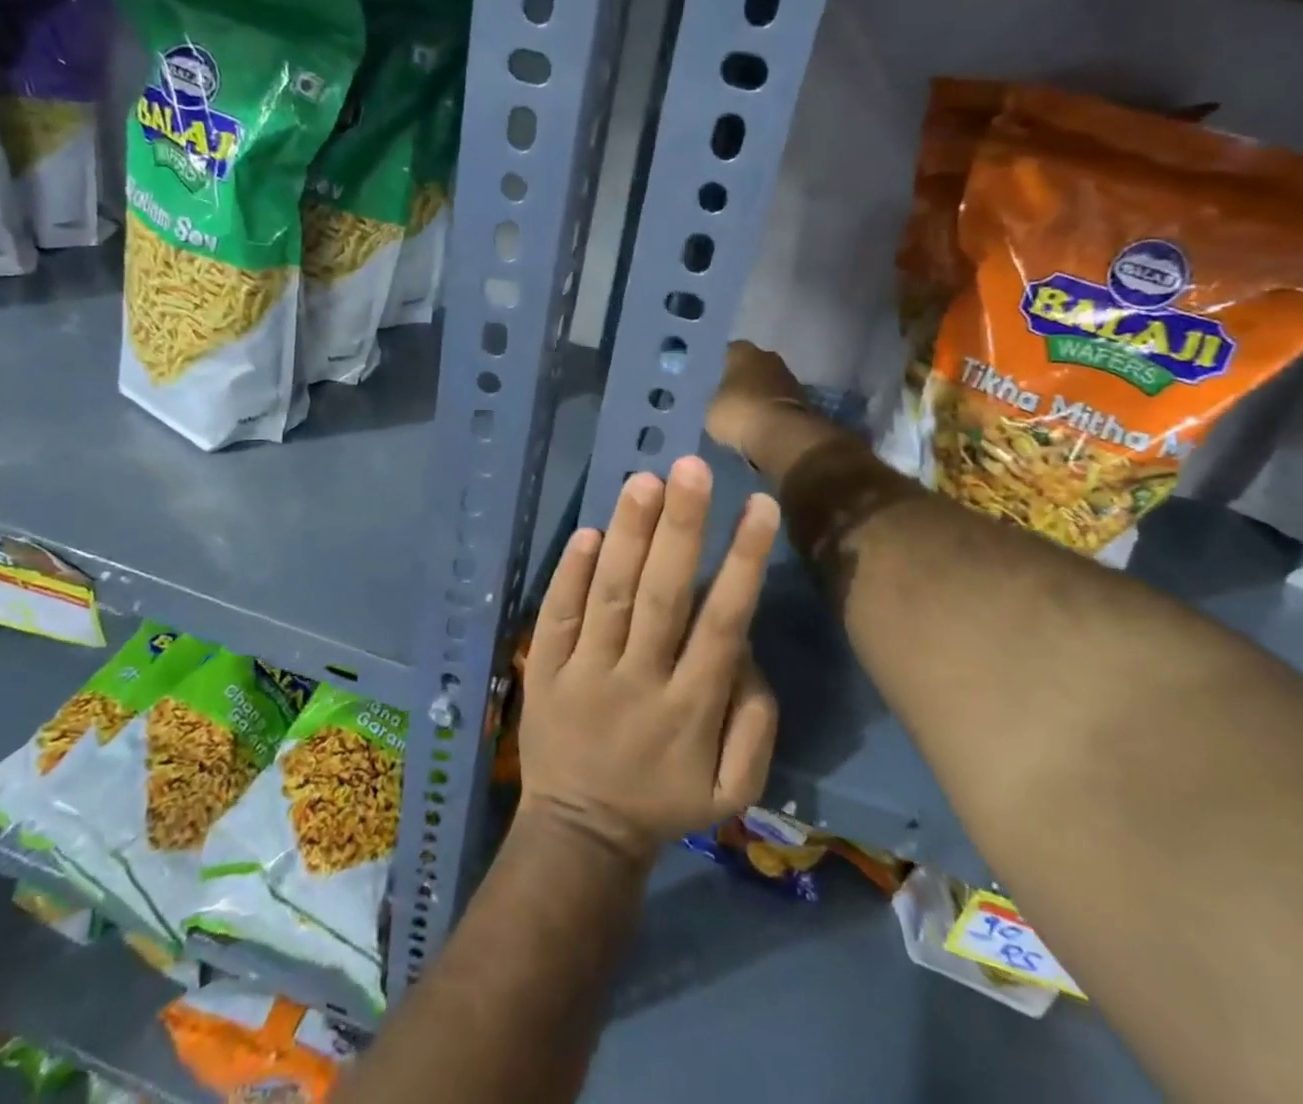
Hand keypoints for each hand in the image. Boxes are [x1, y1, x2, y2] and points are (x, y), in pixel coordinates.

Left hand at [518, 456, 779, 864]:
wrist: (580, 834)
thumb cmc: (665, 800)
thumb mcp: (733, 788)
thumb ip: (755, 720)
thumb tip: (746, 646)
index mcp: (691, 707)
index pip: (723, 622)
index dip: (742, 562)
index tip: (758, 505)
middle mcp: (639, 680)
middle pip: (663, 596)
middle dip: (680, 529)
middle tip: (691, 468)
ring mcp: (585, 673)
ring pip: (609, 595)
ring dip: (627, 536)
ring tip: (644, 481)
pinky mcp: (543, 671)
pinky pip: (555, 616)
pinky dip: (568, 573)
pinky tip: (587, 531)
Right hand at [705, 341, 809, 463]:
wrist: (782, 435)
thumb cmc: (739, 412)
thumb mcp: (710, 408)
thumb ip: (714, 397)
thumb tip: (719, 399)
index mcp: (743, 351)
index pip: (726, 352)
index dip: (719, 367)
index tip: (711, 381)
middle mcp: (768, 357)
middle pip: (750, 366)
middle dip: (741, 379)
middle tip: (726, 397)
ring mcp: (789, 377)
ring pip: (767, 383)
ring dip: (758, 395)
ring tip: (743, 414)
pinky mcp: (803, 400)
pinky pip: (779, 401)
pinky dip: (771, 410)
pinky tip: (760, 424)